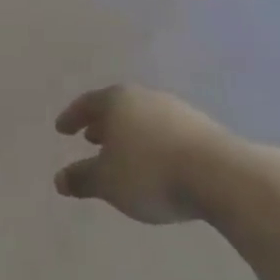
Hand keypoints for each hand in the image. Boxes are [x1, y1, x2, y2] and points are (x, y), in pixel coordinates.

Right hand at [53, 85, 224, 224]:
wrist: (219, 175)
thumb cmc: (151, 173)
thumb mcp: (108, 182)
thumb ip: (82, 179)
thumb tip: (59, 179)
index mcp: (117, 101)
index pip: (87, 103)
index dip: (72, 117)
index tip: (61, 129)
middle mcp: (144, 97)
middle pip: (116, 108)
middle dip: (102, 124)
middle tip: (90, 139)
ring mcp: (175, 110)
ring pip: (142, 119)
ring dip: (129, 135)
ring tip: (123, 155)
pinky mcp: (201, 128)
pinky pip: (165, 132)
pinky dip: (152, 144)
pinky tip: (156, 164)